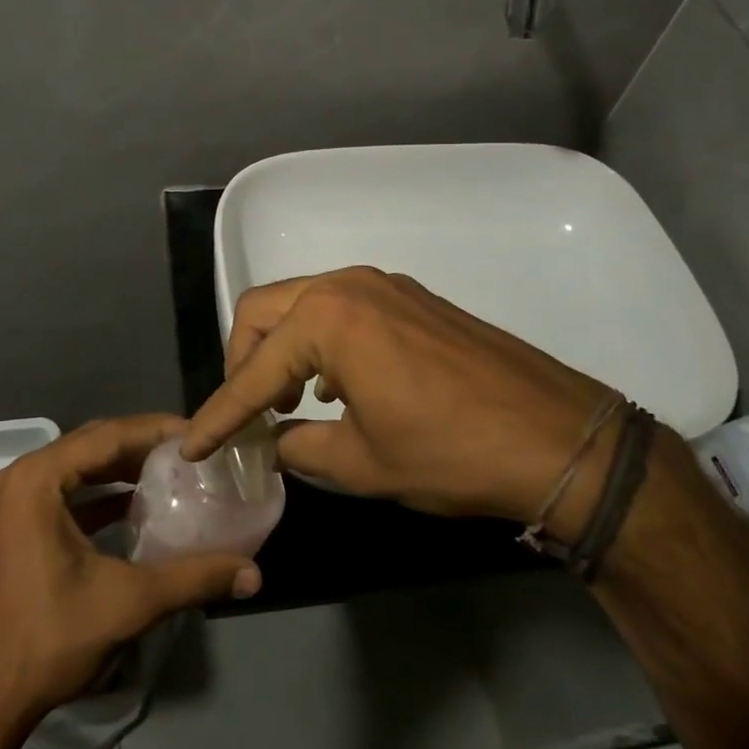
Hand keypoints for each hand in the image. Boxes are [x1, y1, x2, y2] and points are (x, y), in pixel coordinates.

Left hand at [0, 414, 261, 725]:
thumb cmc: (48, 640)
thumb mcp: (128, 602)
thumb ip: (193, 578)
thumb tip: (253, 573)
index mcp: (37, 480)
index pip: (107, 435)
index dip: (156, 430)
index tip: (198, 434)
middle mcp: (18, 479)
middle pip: (91, 445)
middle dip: (141, 445)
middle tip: (190, 451)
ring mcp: (9, 505)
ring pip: (76, 468)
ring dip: (120, 468)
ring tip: (170, 471)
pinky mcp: (11, 530)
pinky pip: (62, 493)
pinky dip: (98, 494)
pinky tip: (134, 506)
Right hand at [183, 268, 621, 537]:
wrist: (555, 436)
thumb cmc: (449, 451)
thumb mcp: (362, 462)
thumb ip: (302, 447)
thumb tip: (276, 441)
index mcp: (327, 320)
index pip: (253, 371)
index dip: (220, 414)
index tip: (193, 445)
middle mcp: (348, 285)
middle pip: (265, 310)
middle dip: (242, 360)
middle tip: (245, 412)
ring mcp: (385, 285)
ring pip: (304, 303)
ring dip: (283, 347)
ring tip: (288, 401)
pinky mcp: (412, 297)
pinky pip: (343, 308)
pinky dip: (322, 340)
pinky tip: (338, 386)